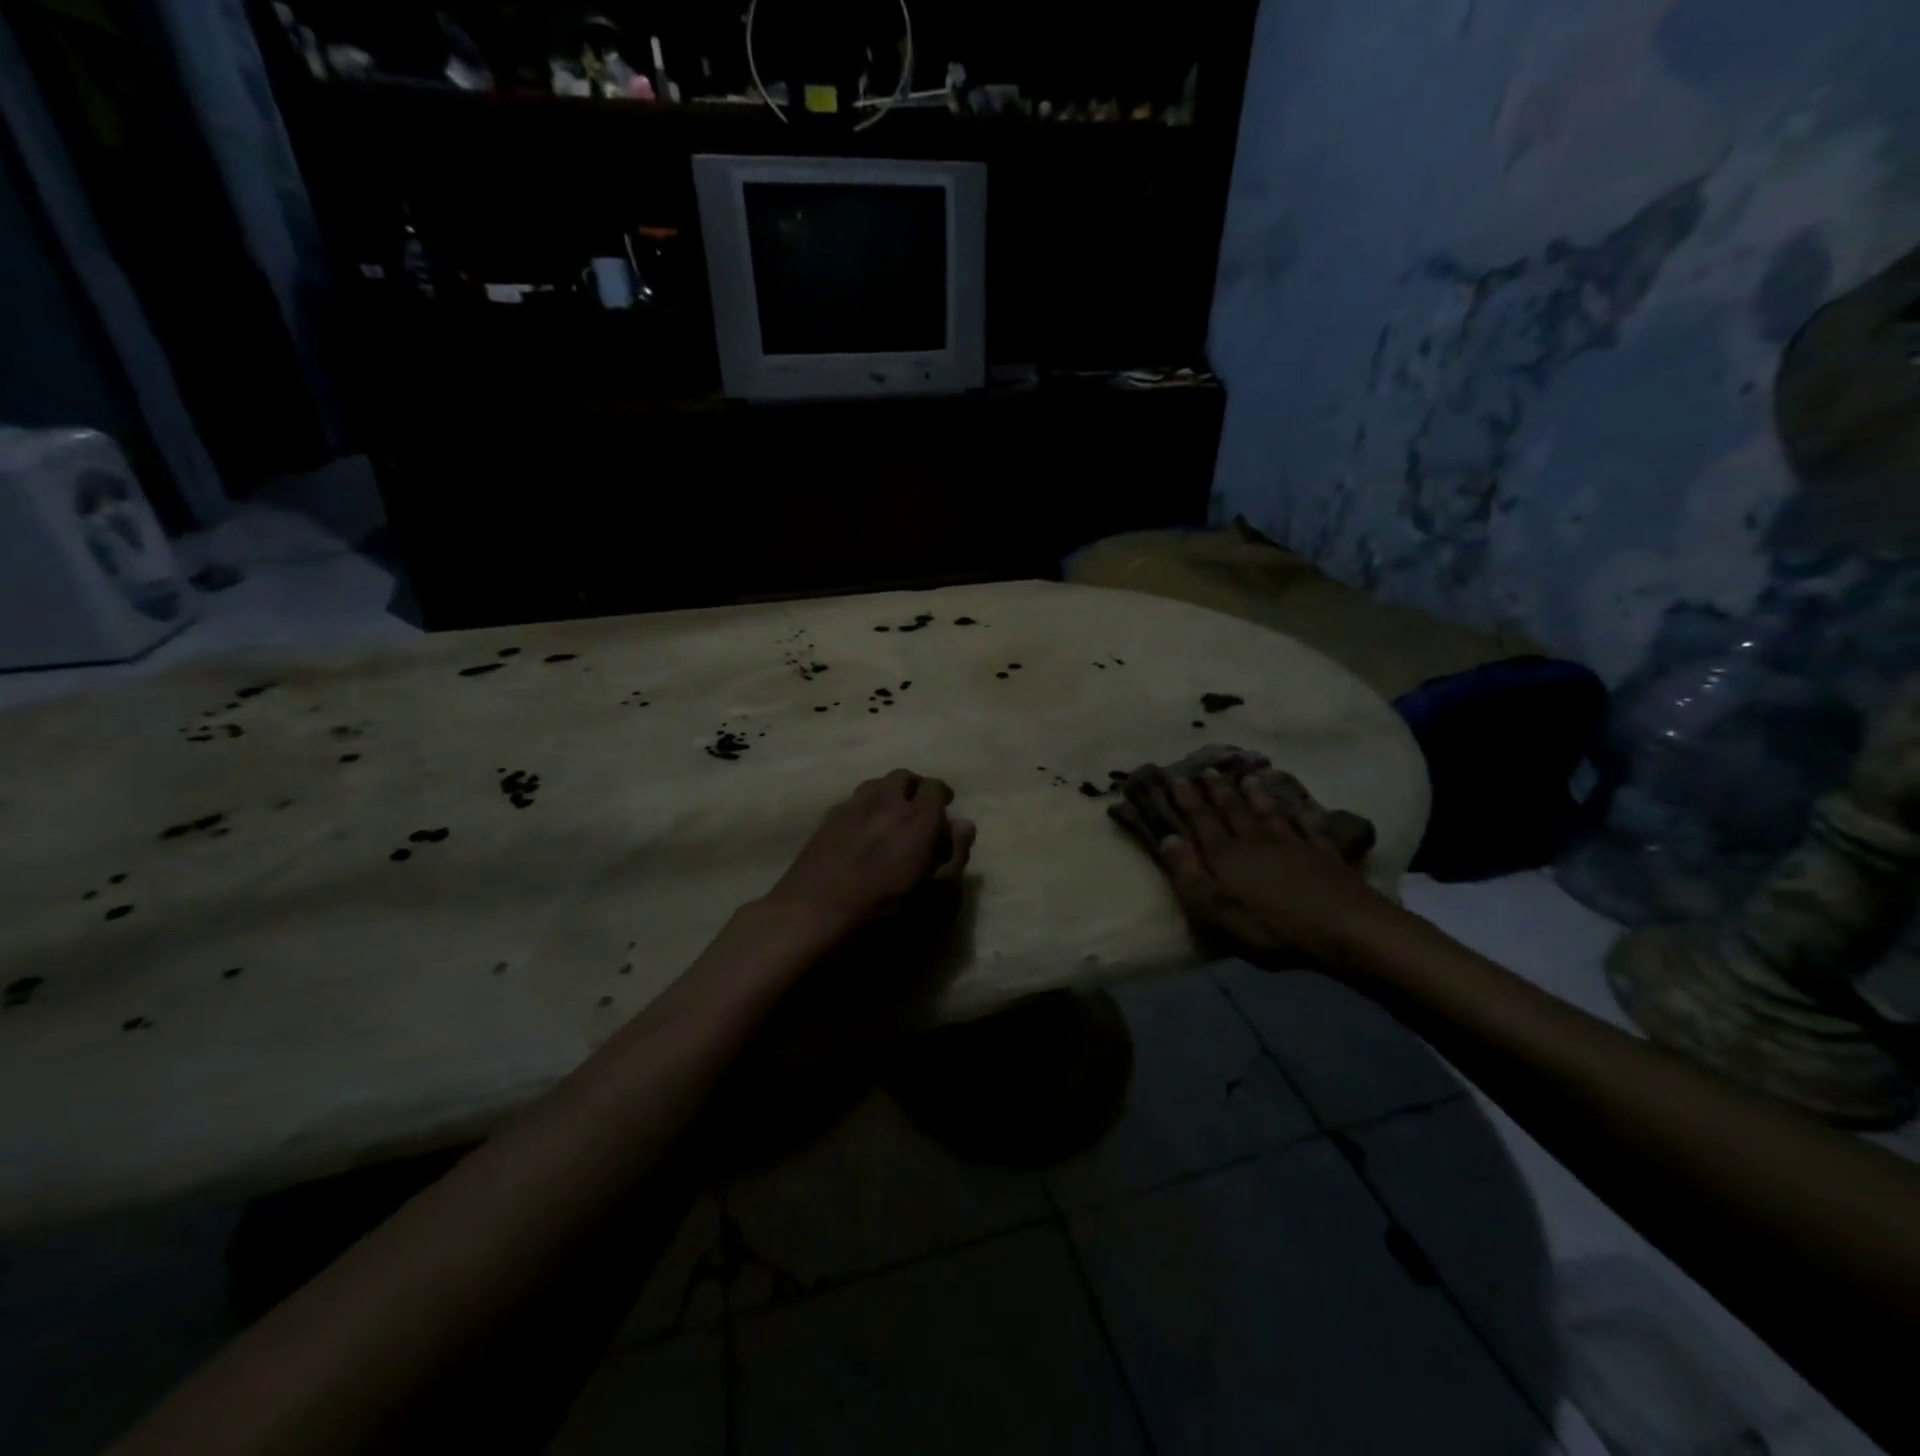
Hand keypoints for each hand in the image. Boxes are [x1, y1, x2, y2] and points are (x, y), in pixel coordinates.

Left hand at [764, 769, 975, 939]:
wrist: (815, 911)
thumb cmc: (883, 908)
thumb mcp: (934, 893)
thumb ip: (954, 855)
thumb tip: (965, 825)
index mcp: (918, 817)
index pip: (935, 787)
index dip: (941, 795)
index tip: (944, 808)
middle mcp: (887, 801)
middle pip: (903, 777)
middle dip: (914, 787)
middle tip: (918, 809)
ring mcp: (854, 805)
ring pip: (876, 784)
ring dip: (887, 793)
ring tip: (889, 816)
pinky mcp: (828, 817)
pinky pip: (852, 801)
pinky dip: (864, 807)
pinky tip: (861, 830)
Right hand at [1122, 767, 1391, 966]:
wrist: (1345, 927)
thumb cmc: (1270, 926)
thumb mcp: (1215, 908)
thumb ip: (1188, 873)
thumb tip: (1167, 838)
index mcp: (1226, 855)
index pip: (1201, 821)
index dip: (1187, 800)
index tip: (1175, 777)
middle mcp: (1256, 841)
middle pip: (1234, 811)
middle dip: (1218, 790)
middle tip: (1208, 769)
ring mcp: (1294, 845)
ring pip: (1269, 813)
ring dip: (1256, 795)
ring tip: (1248, 778)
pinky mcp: (1325, 855)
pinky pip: (1309, 826)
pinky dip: (1302, 813)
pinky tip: (1301, 807)